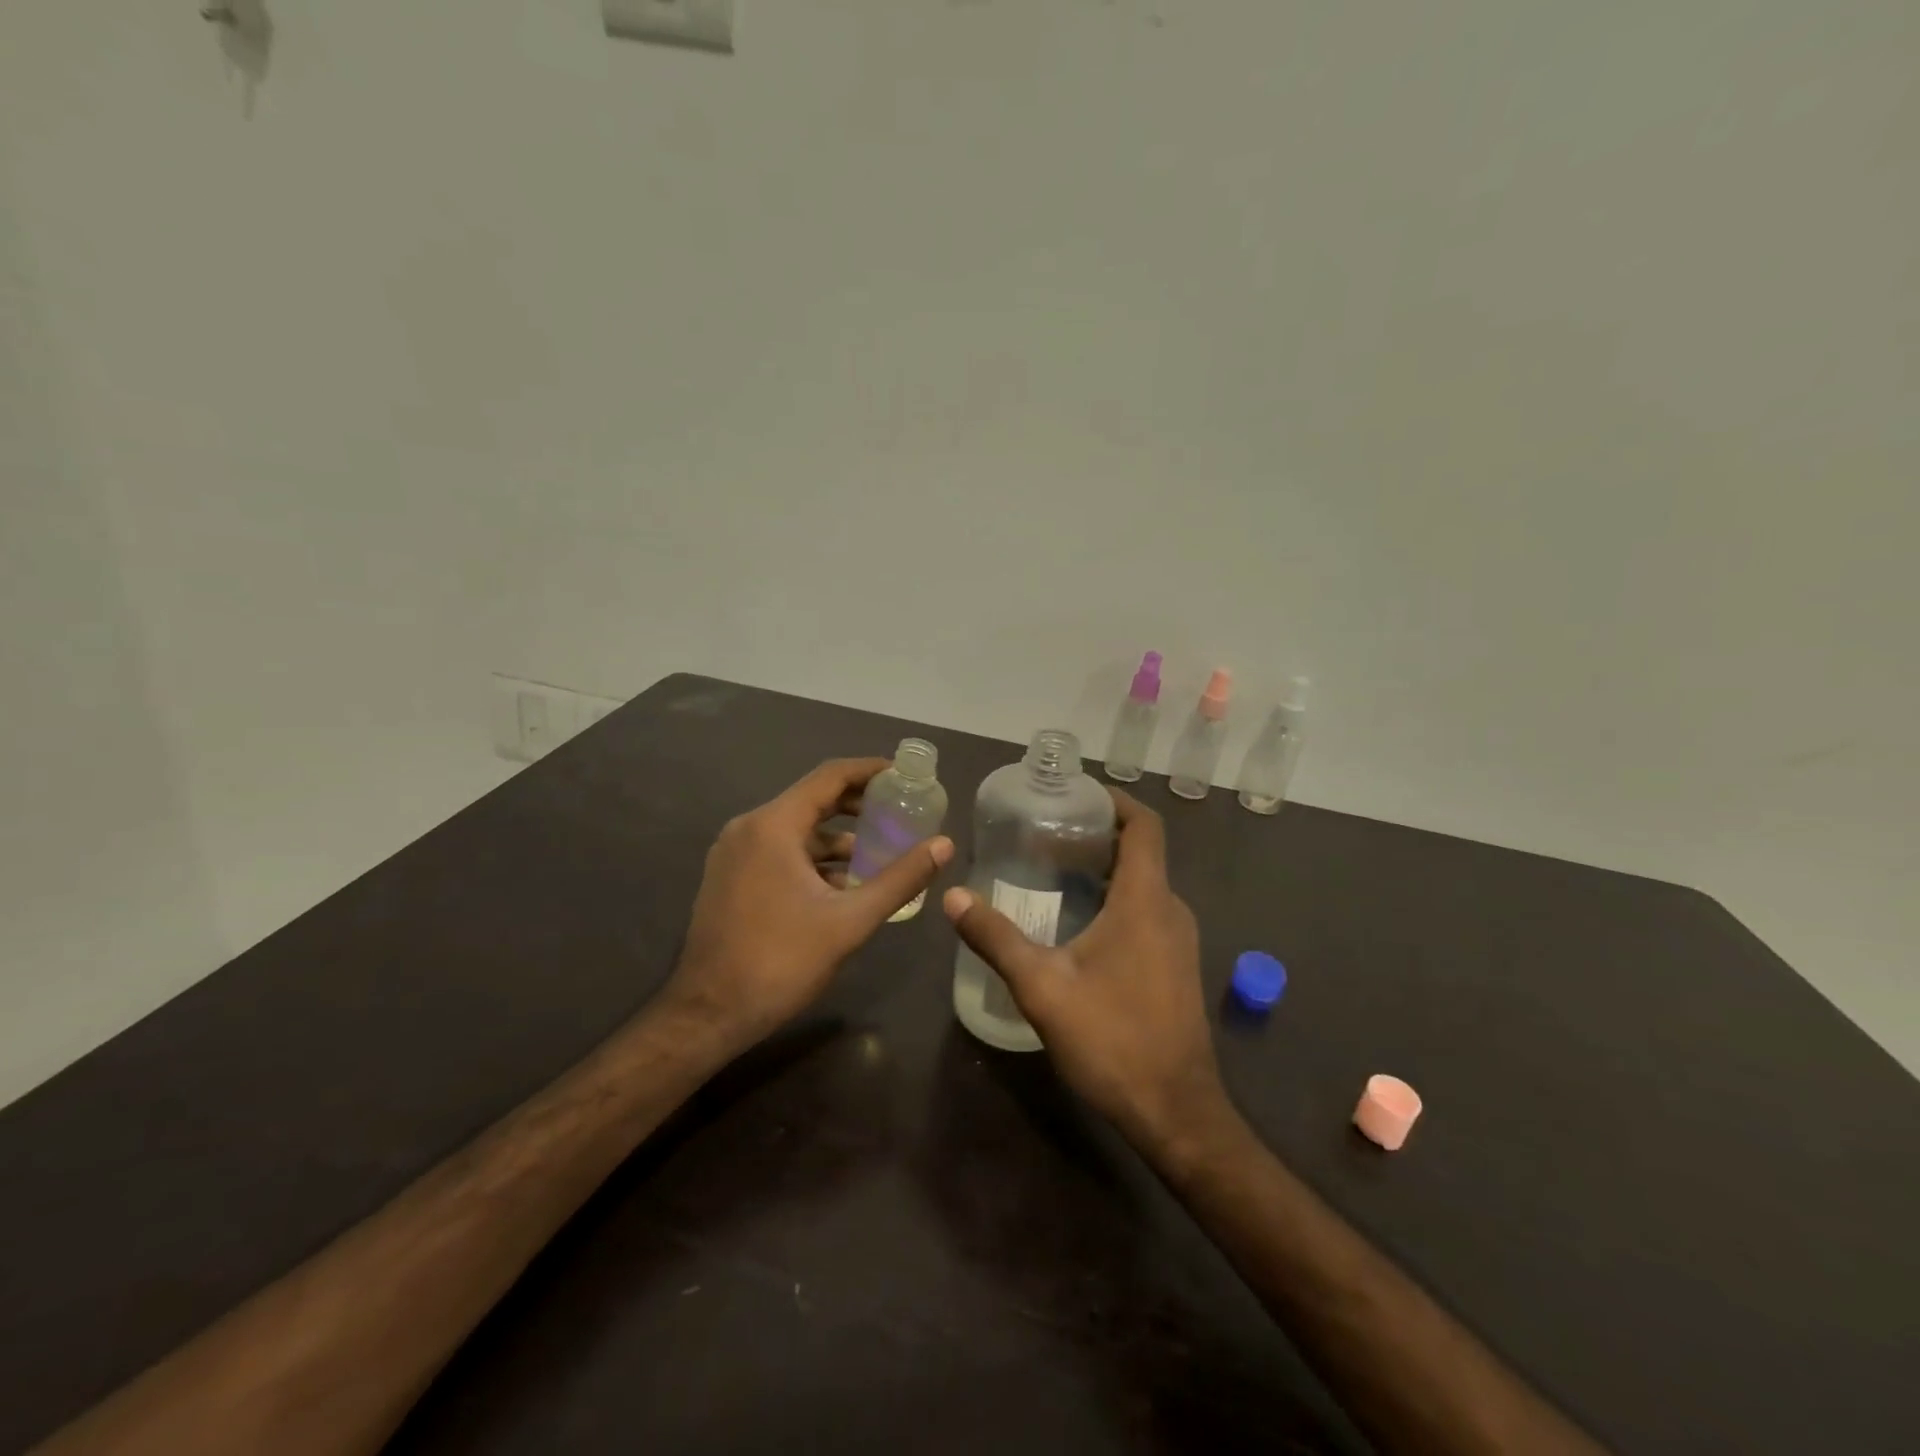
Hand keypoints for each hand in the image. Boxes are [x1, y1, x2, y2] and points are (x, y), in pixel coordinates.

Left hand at [666, 758, 952, 1049]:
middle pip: (812, 799)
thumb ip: (900, 879)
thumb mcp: (850, 921)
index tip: (905, 775)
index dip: (870, 770)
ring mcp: (734, 853)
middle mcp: (748, 828)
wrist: (708, 1015)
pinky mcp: (730, 877)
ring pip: (796, 829)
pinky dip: (813, 858)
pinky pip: (780, 851)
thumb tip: (944, 845)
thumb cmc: (780, 962)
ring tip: (881, 851)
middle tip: (901, 811)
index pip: (829, 776)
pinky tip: (844, 883)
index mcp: (772, 826)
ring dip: (837, 836)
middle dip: (858, 804)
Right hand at [942, 789, 1229, 1157]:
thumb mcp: (1043, 988)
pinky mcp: (1176, 965)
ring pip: (1144, 883)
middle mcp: (1170, 910)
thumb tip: (953, 895)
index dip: (1115, 801)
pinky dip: (1117, 898)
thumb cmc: (1113, 1039)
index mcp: (1146, 900)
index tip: (1076, 796)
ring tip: (1054, 870)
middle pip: (1141, 851)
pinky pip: (1148, 911)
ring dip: (1106, 868)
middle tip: (1046, 834)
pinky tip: (1077, 921)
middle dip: (1098, 835)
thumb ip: (997, 938)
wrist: (1175, 1111)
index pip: (1145, 826)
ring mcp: (1178, 939)